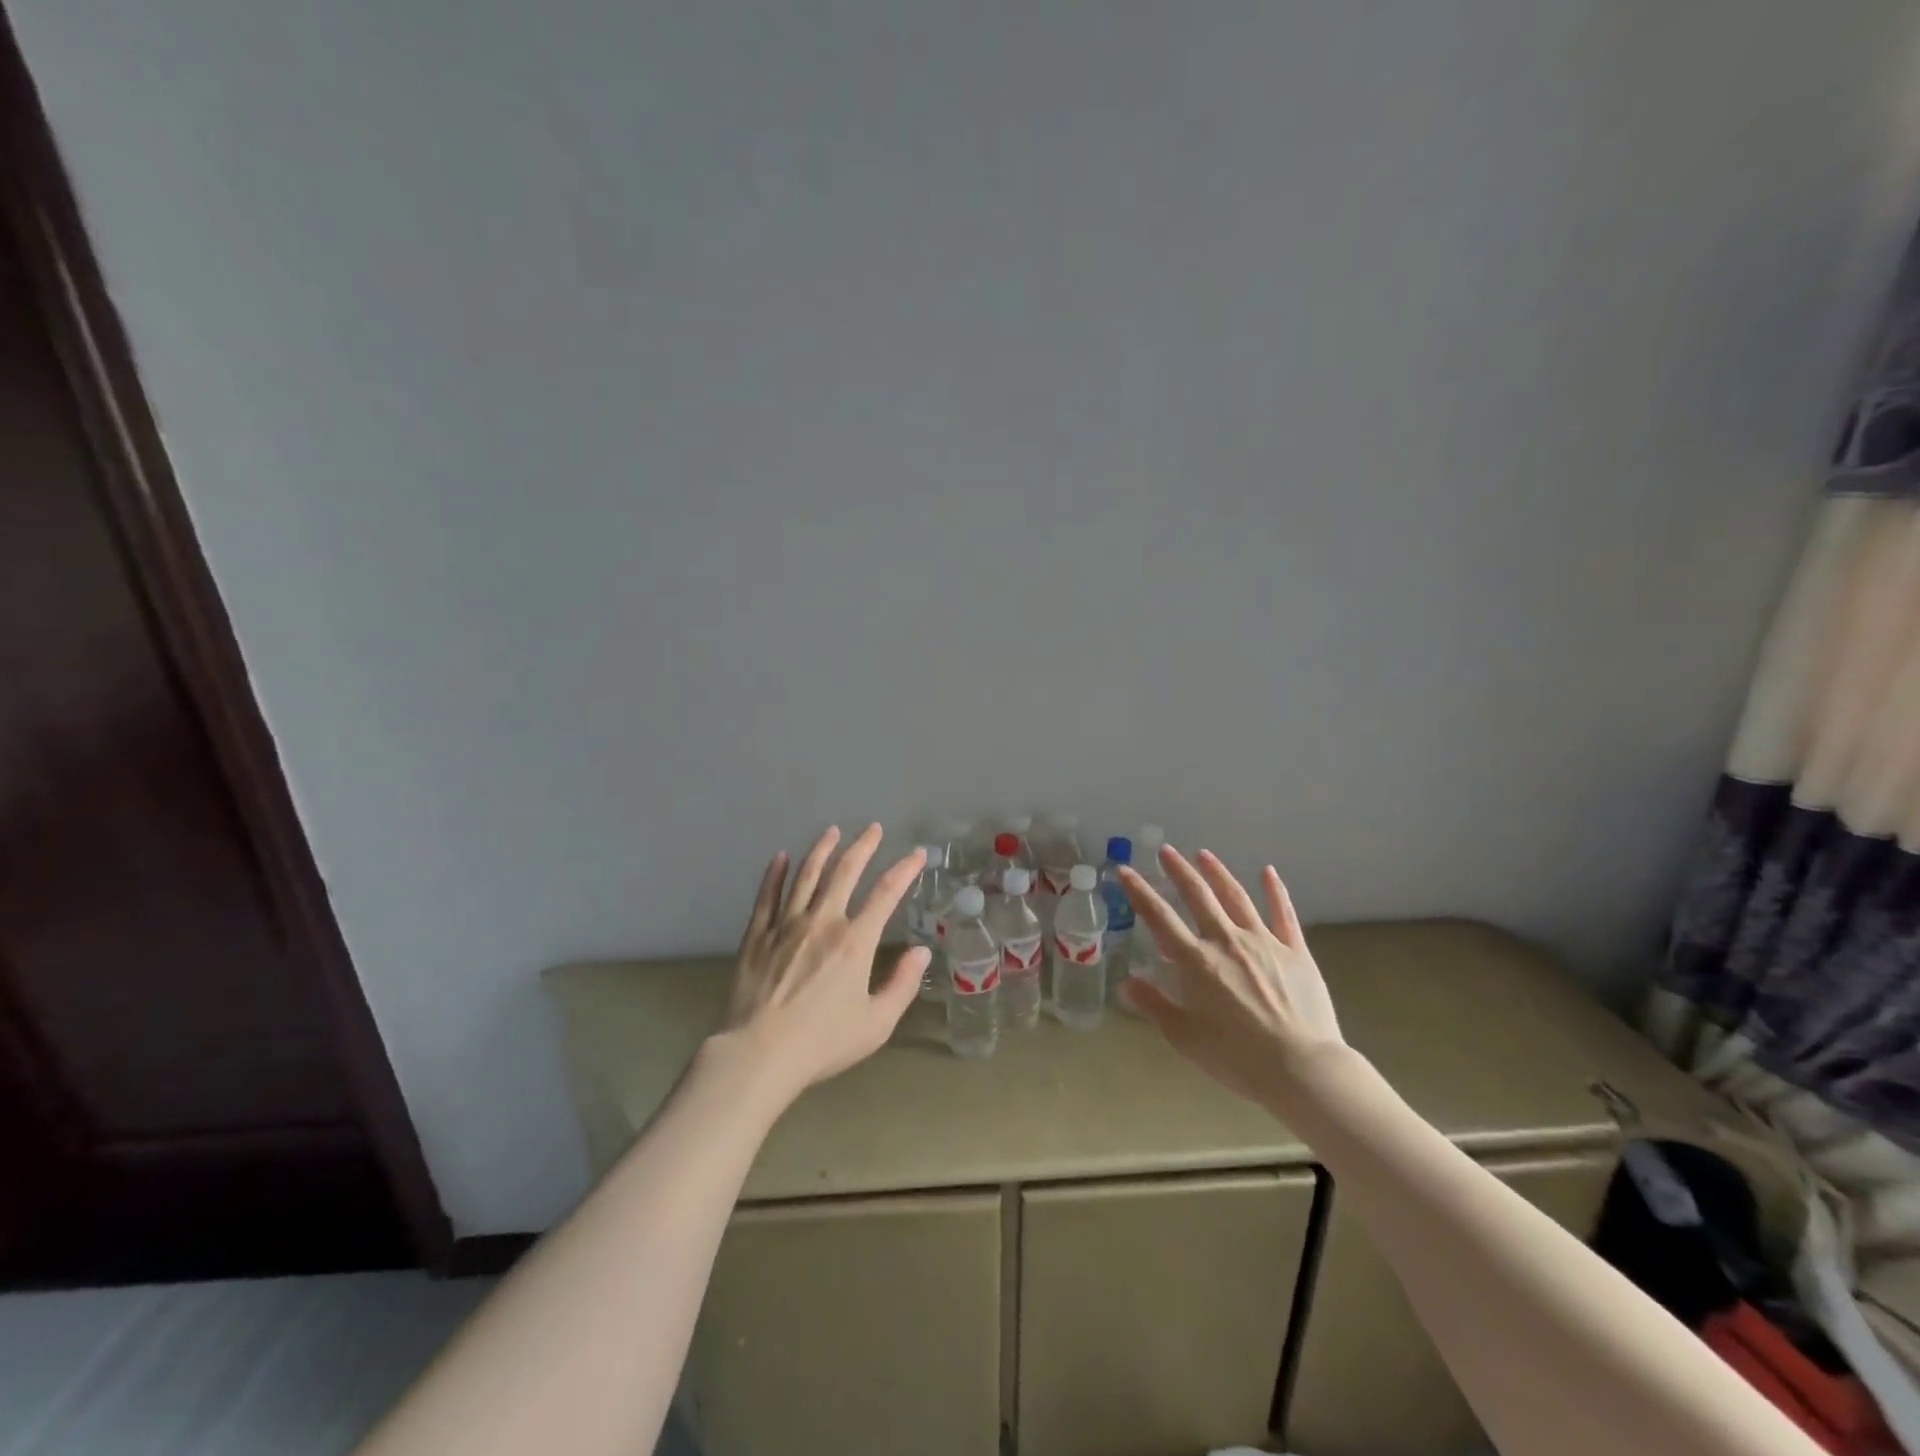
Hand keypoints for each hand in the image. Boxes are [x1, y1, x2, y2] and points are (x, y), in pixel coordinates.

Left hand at [717, 824, 928, 1102]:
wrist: (759, 1054)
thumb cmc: (823, 1043)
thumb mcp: (877, 1024)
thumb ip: (902, 985)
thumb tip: (922, 951)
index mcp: (855, 942)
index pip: (886, 894)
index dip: (905, 870)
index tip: (917, 854)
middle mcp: (822, 922)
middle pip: (845, 872)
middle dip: (863, 846)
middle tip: (873, 828)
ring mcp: (786, 925)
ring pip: (806, 875)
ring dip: (821, 850)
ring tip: (832, 831)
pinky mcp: (757, 935)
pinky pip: (767, 896)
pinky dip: (776, 874)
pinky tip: (781, 857)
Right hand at [1119, 847, 1344, 1109]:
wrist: (1301, 1068)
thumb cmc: (1236, 1057)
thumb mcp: (1183, 1037)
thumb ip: (1153, 1005)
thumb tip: (1125, 983)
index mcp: (1196, 961)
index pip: (1159, 917)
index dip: (1139, 891)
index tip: (1125, 870)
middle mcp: (1226, 941)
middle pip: (1198, 896)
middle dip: (1179, 871)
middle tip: (1166, 850)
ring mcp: (1264, 942)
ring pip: (1236, 897)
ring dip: (1218, 873)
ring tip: (1204, 854)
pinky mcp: (1295, 951)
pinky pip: (1283, 914)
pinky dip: (1275, 891)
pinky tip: (1268, 872)